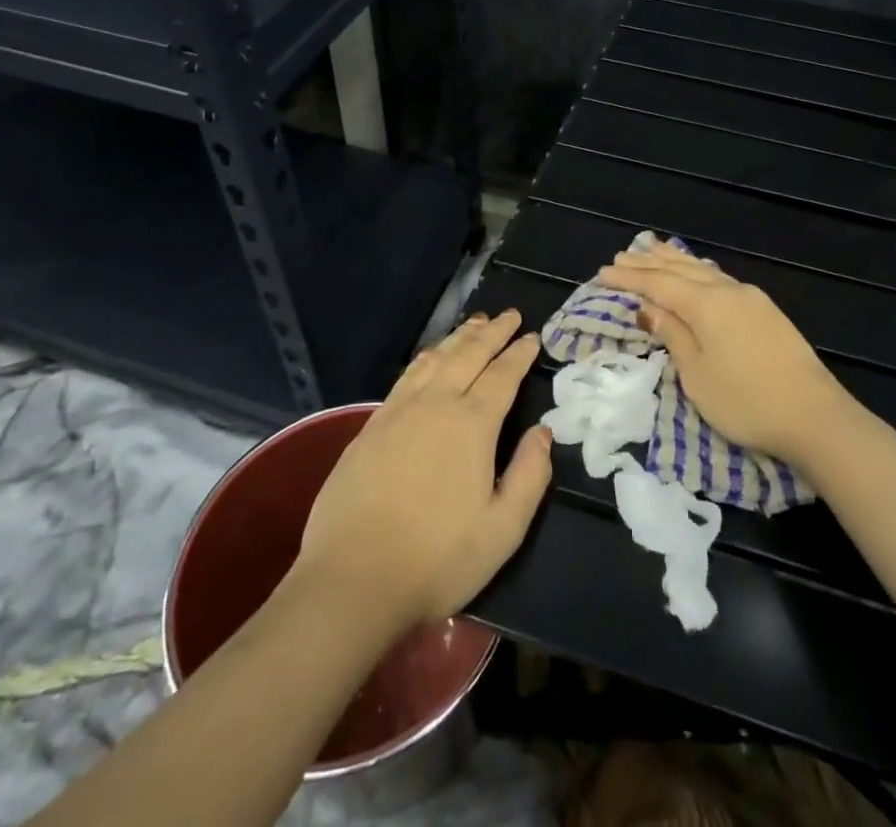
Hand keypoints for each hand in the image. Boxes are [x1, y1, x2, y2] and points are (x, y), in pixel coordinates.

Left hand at [295, 310, 552, 632]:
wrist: (352, 580)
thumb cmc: (437, 558)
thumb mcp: (503, 529)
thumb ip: (530, 475)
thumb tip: (543, 432)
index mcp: (472, 424)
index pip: (502, 375)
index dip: (519, 353)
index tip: (533, 336)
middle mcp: (436, 404)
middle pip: (469, 354)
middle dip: (493, 332)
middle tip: (509, 315)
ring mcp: (398, 412)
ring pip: (435, 358)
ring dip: (459, 337)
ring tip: (476, 323)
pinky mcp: (371, 426)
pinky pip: (407, 375)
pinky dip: (427, 357)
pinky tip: (430, 357)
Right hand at [599, 241, 849, 466]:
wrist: (815, 416)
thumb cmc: (745, 401)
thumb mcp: (697, 374)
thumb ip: (673, 335)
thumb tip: (648, 307)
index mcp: (706, 303)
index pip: (658, 284)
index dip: (629, 278)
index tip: (602, 273)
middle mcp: (728, 290)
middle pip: (681, 270)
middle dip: (649, 263)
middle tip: (622, 255)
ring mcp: (751, 299)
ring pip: (703, 270)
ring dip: (675, 261)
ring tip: (654, 248)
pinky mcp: (766, 312)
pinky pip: (720, 278)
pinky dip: (698, 271)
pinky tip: (697, 271)